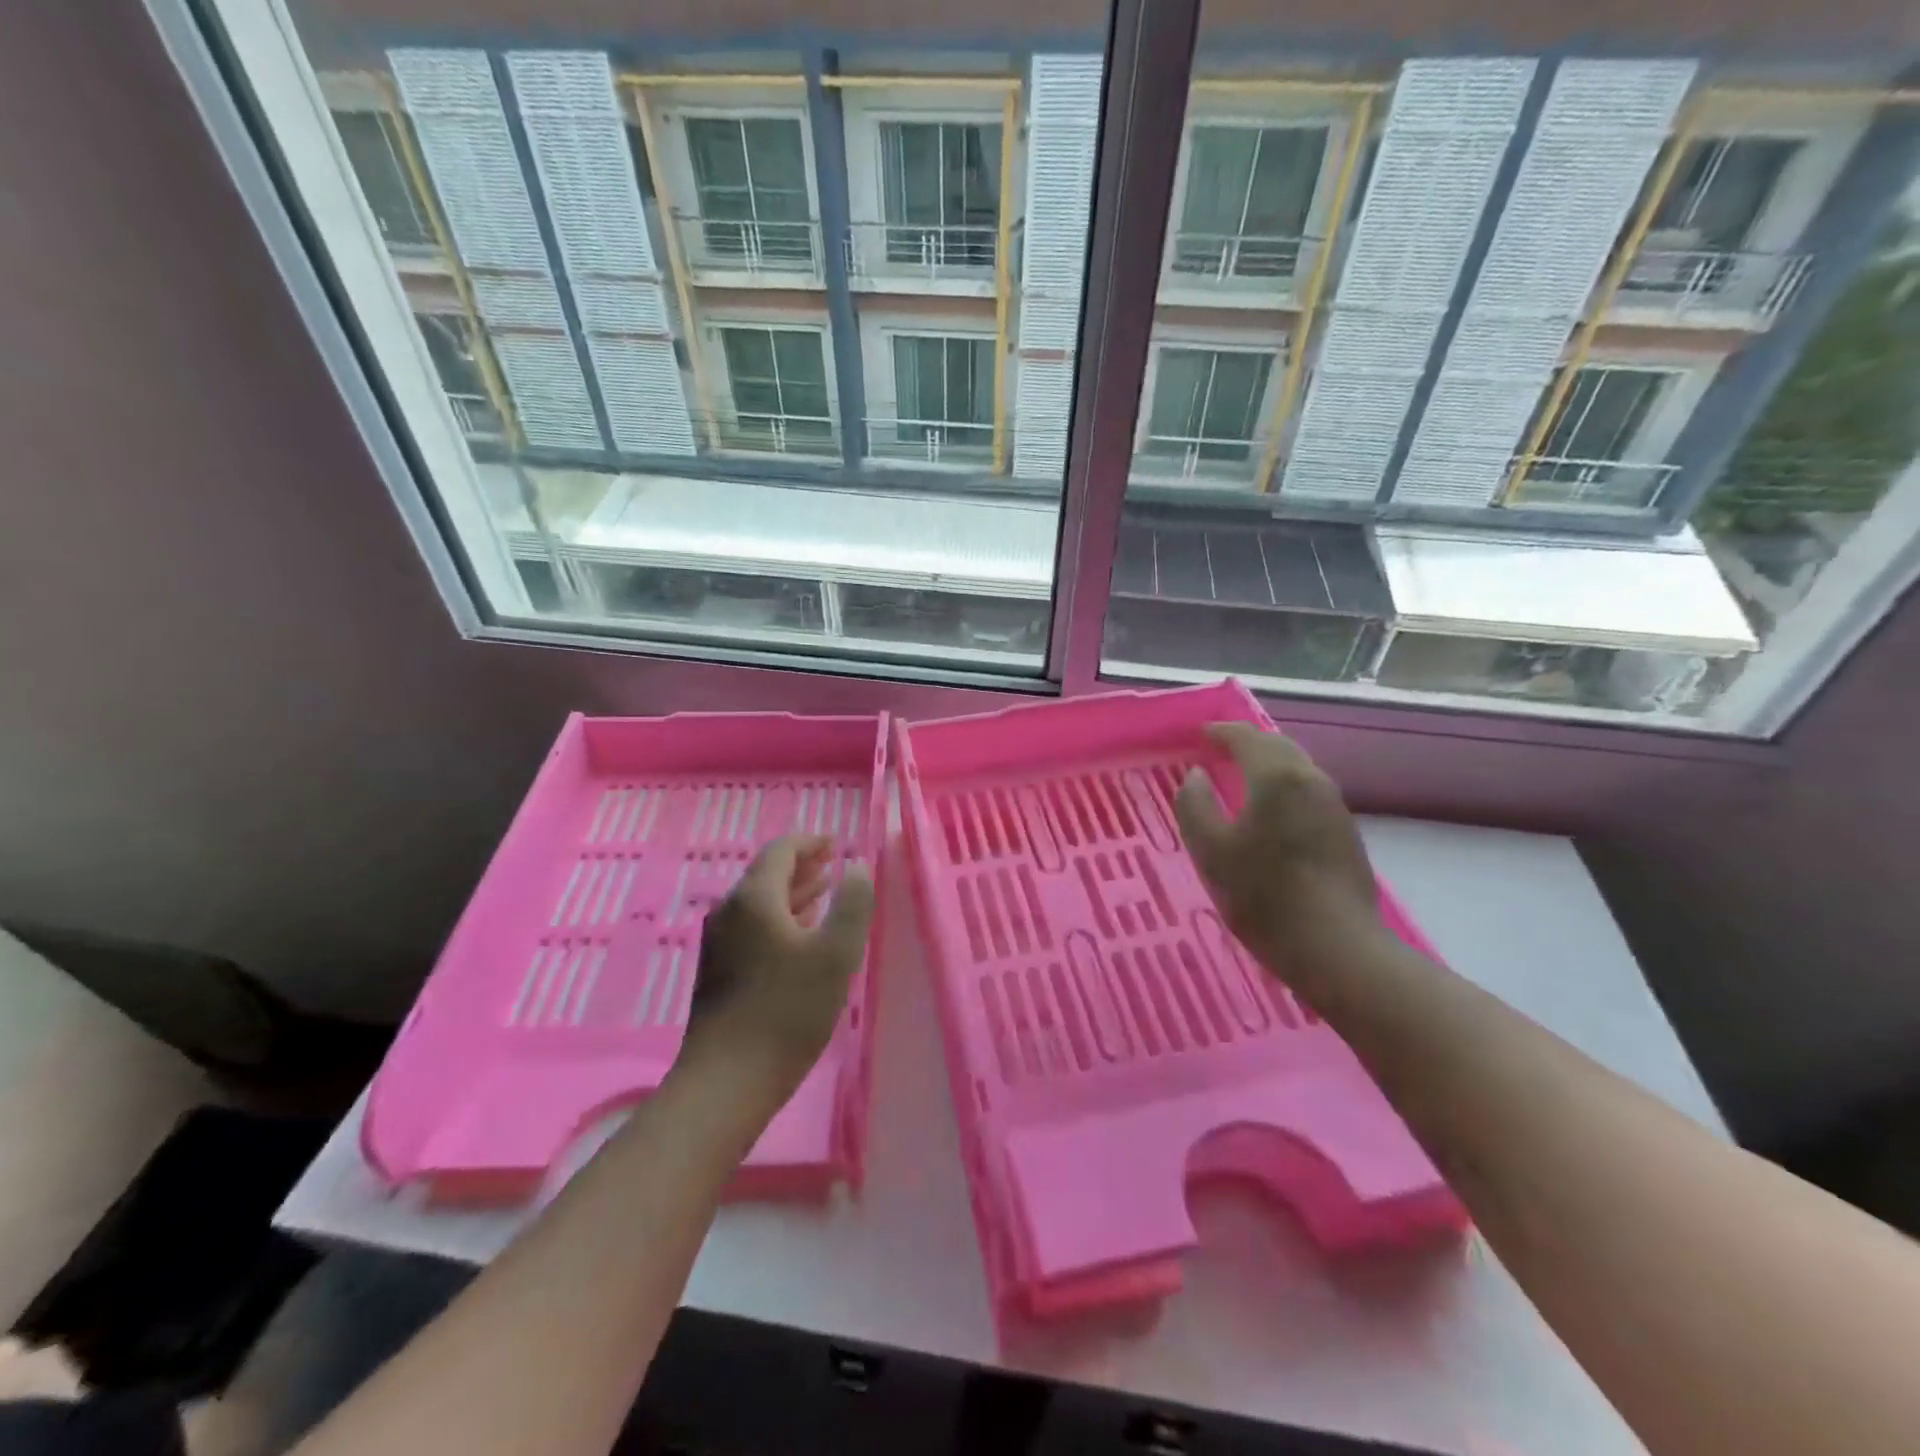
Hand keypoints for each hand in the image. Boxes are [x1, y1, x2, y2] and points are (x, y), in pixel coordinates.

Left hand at [679, 835, 875, 1091]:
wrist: (727, 1080)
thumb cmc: (787, 1011)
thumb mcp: (836, 954)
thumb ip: (852, 904)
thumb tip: (857, 867)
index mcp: (755, 898)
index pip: (781, 851)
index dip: (810, 842)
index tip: (836, 844)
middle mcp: (730, 911)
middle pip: (767, 874)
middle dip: (802, 866)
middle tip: (833, 864)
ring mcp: (720, 942)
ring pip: (760, 902)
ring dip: (793, 892)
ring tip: (824, 892)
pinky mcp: (719, 970)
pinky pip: (753, 926)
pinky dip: (781, 918)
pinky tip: (800, 935)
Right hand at [1173, 722, 1379, 986]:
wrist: (1337, 948)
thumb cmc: (1264, 896)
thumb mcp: (1210, 851)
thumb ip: (1194, 805)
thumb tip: (1196, 775)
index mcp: (1276, 776)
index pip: (1245, 737)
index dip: (1220, 732)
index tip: (1199, 735)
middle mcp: (1311, 779)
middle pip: (1276, 746)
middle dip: (1246, 742)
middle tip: (1218, 749)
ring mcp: (1333, 805)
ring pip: (1296, 768)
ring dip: (1267, 764)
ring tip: (1240, 776)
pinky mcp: (1345, 831)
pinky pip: (1306, 791)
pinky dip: (1282, 786)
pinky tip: (1270, 810)